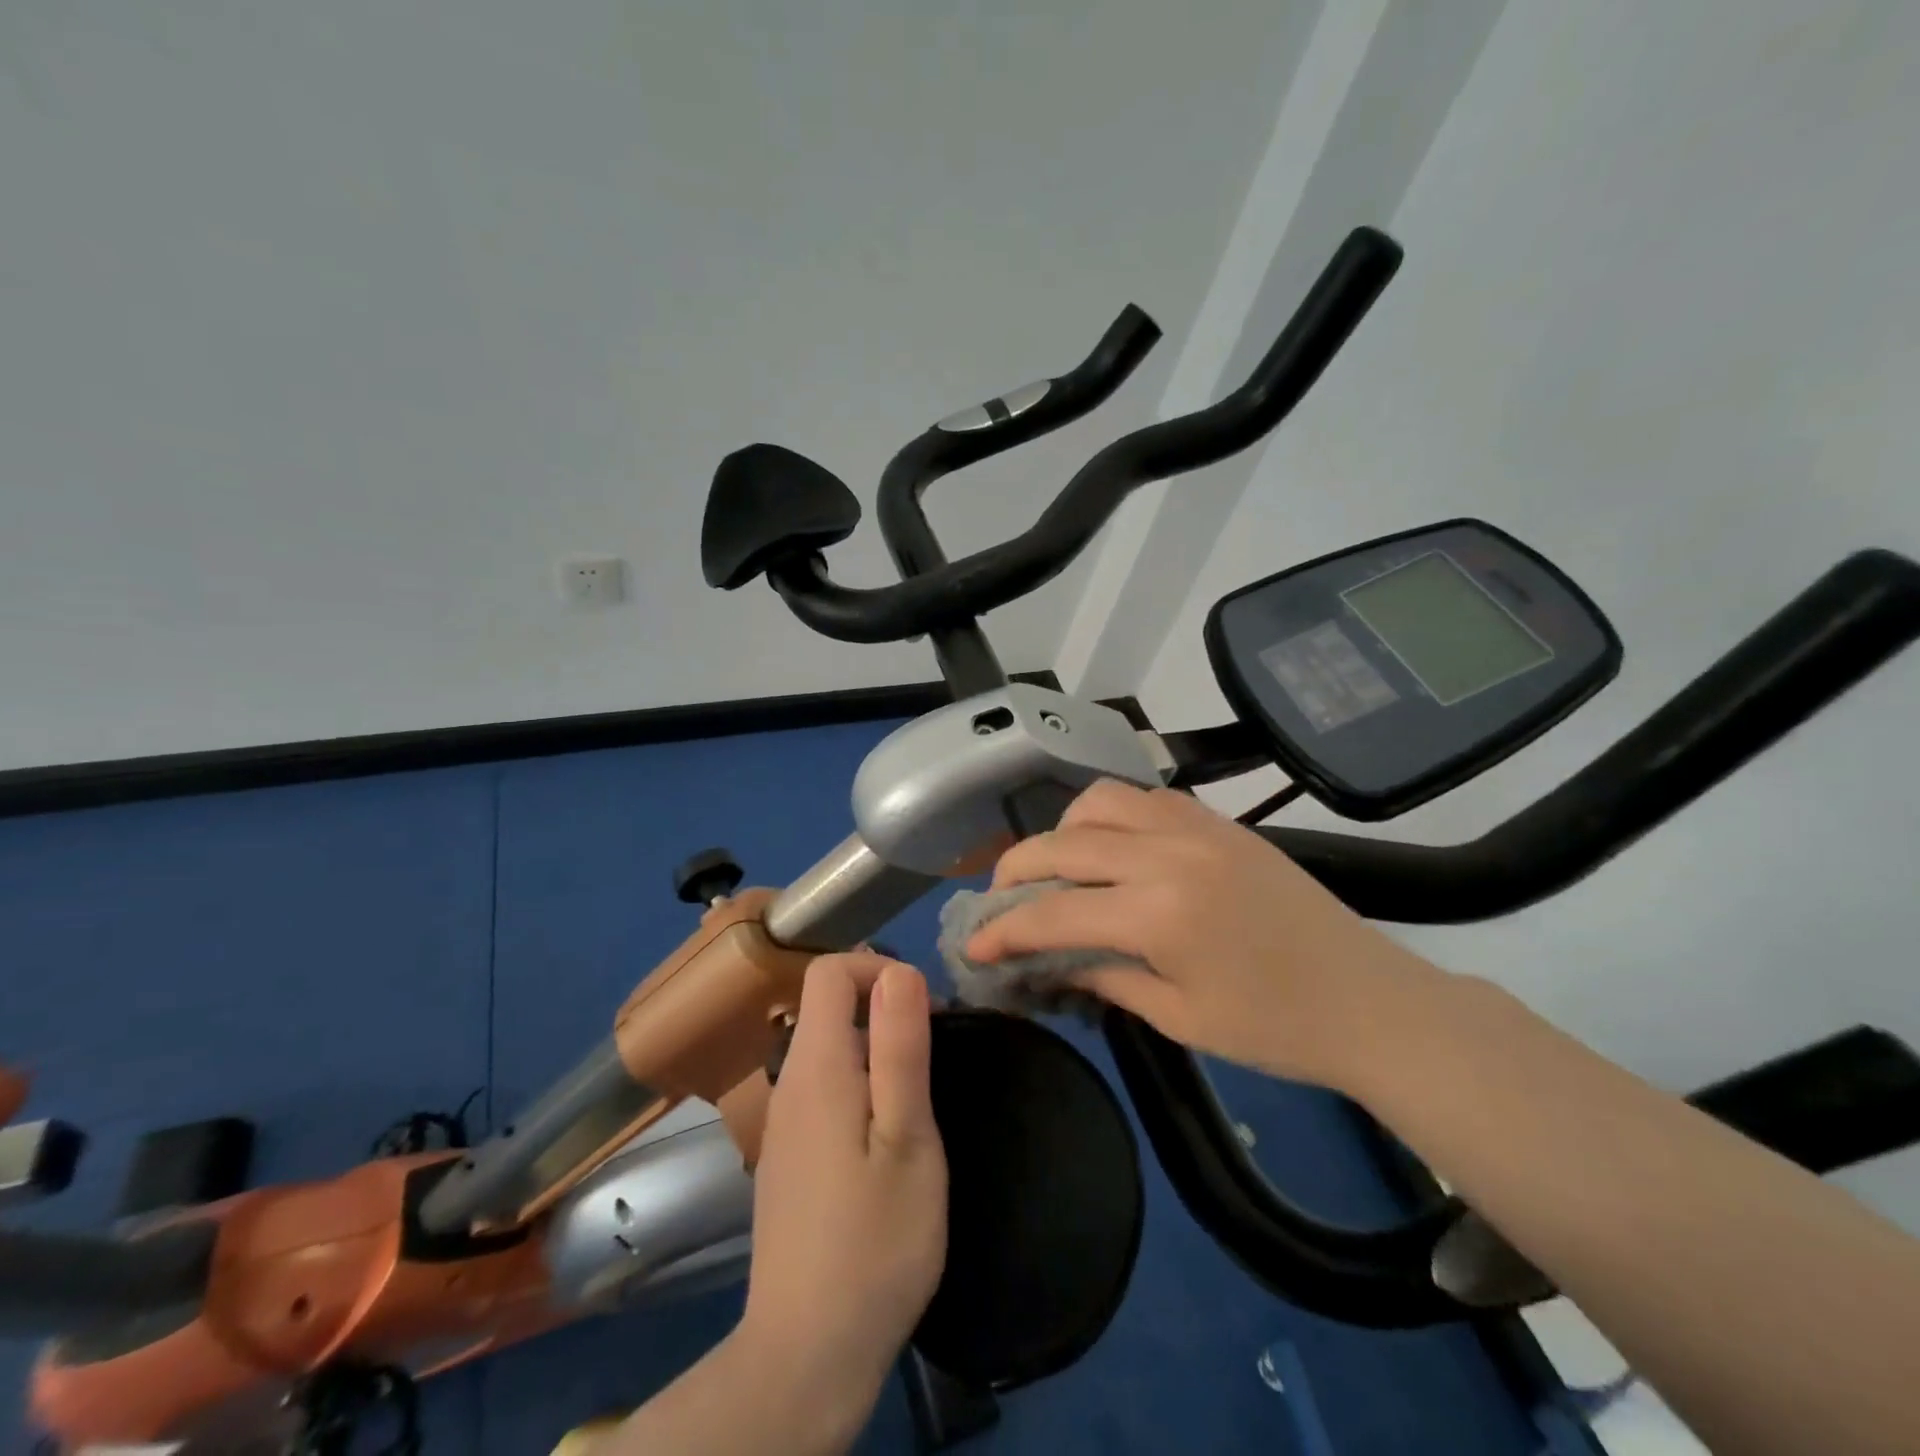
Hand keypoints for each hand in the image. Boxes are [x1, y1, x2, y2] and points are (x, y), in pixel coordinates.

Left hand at [736, 953, 947, 1441]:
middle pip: (825, 1005)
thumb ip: (900, 1048)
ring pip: (826, 1047)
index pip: (829, 971)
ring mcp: (783, 1121)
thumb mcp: (907, 1138)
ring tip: (916, 1098)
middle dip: (882, 1008)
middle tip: (930, 1056)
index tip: (922, 1009)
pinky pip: (822, 1087)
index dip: (876, 967)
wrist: (809, 1352)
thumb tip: (899, 969)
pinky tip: (885, 1138)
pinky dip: (858, 1084)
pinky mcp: (788, 1155)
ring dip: (874, 1048)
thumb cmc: (875, 1240)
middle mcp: (788, 1082)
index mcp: (815, 1066)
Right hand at [966, 780, 1439, 1093]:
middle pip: (1064, 844)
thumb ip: (1104, 976)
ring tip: (1057, 867)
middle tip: (999, 900)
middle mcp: (1169, 853)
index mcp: (1159, 913)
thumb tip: (1048, 962)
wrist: (1372, 1001)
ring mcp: (1197, 827)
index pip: (1054, 912)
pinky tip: (1110, 848)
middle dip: (1017, 870)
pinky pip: (1145, 798)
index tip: (974, 944)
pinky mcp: (1218, 822)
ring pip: (1100, 801)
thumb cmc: (1276, 1028)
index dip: (1005, 930)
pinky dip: (1109, 815)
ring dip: (1063, 830)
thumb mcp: (1178, 1017)